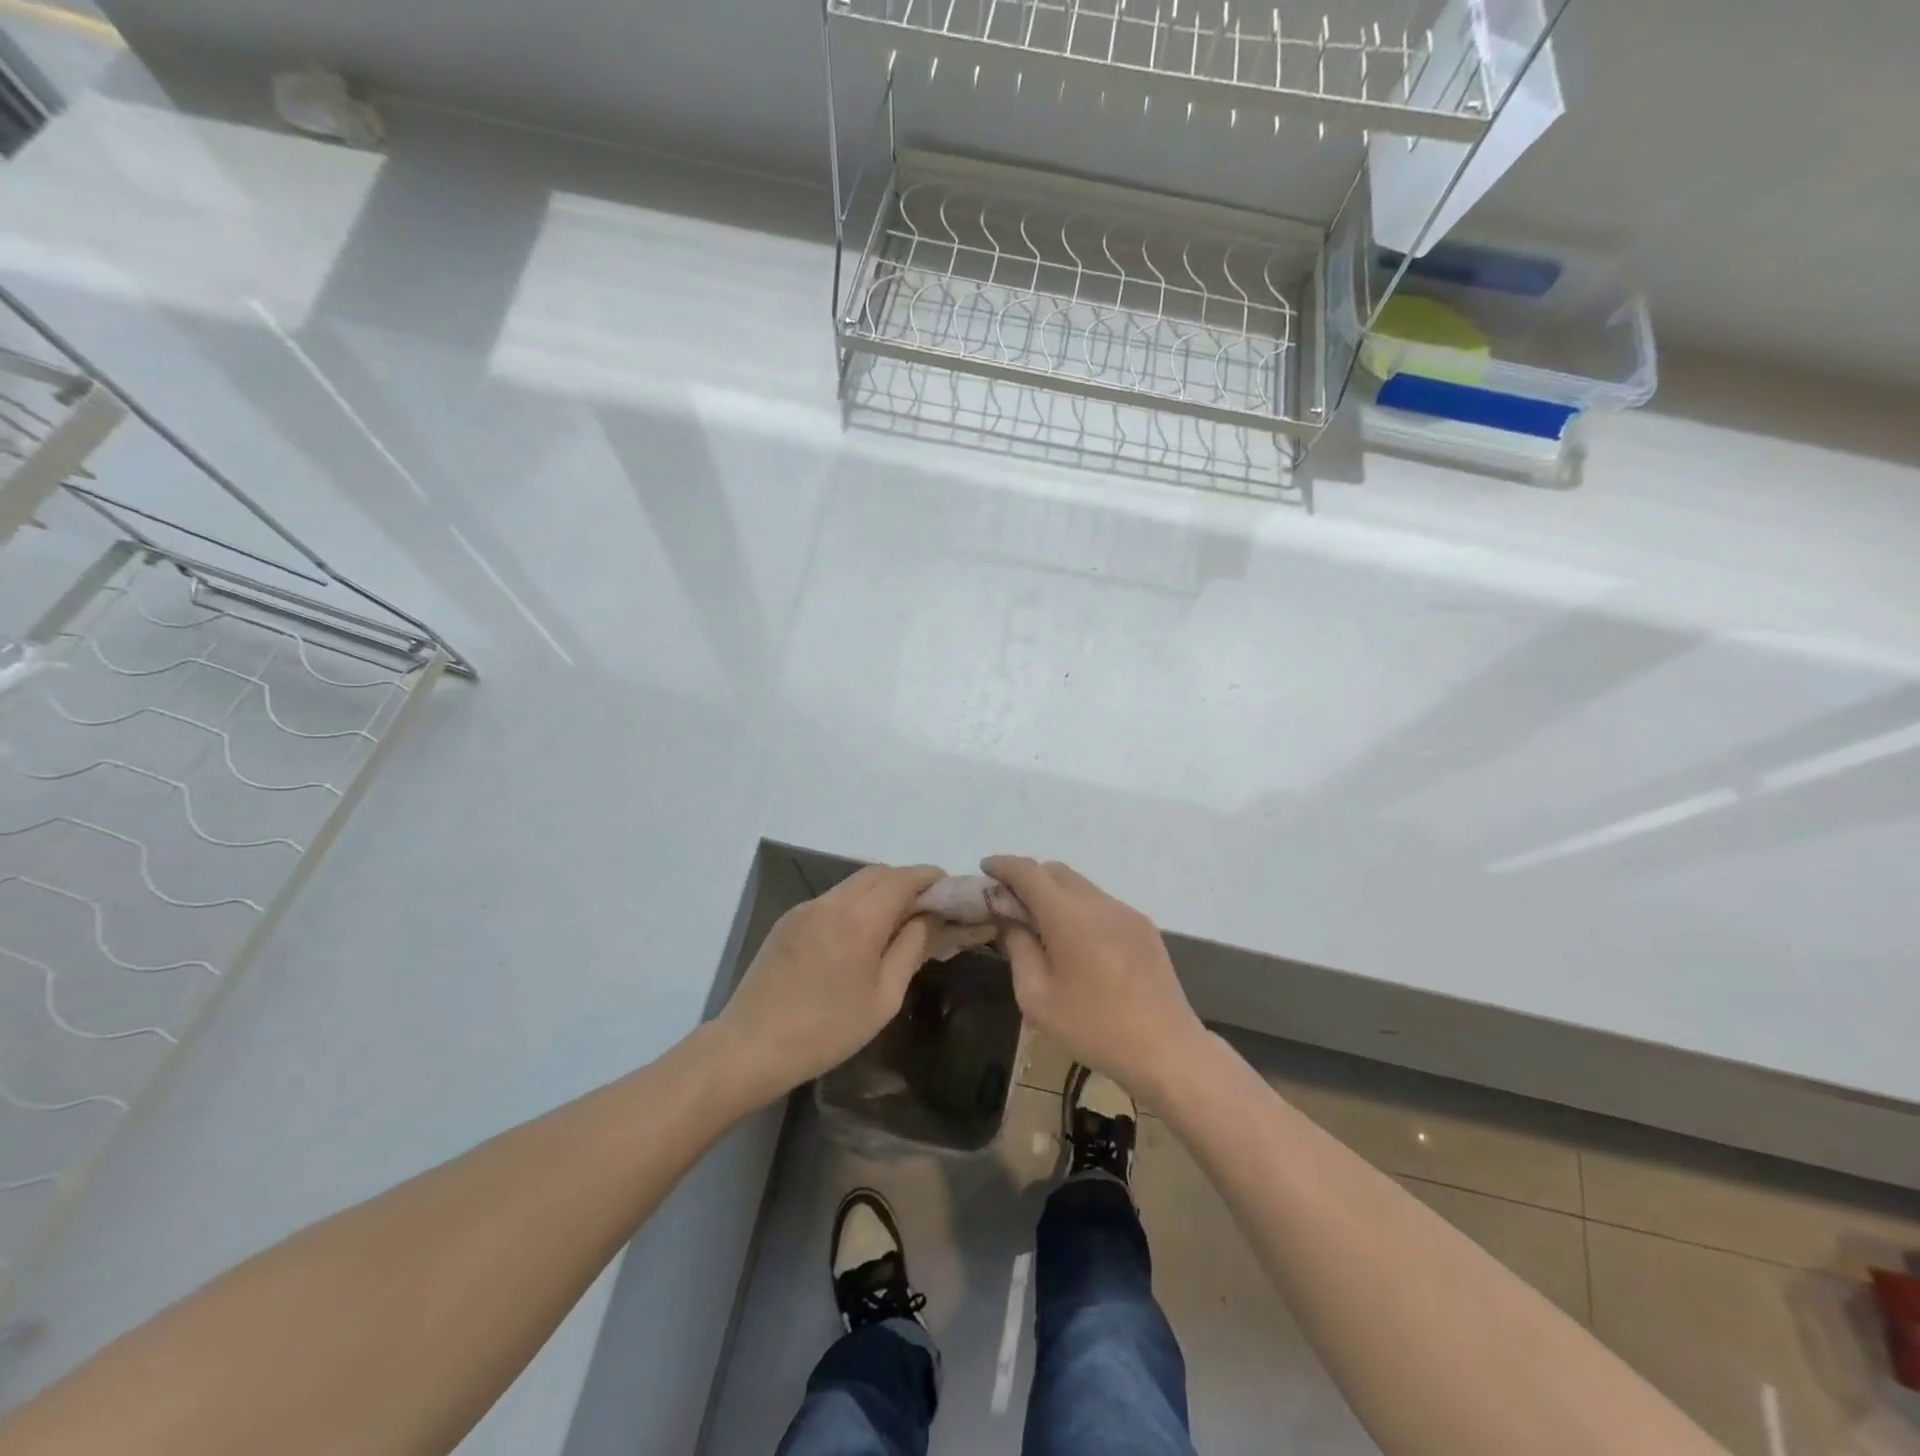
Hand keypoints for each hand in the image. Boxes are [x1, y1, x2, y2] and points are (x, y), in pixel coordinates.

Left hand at [715, 863, 957, 1104]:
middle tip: (928, 907)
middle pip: (878, 873)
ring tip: (897, 921)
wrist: (750, 1046)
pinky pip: (832, 899)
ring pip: (853, 883)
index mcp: (860, 918)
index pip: (904, 878)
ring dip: (880, 891)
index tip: (950, 890)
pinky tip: (859, 935)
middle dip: (907, 881)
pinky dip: (855, 903)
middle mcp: (832, 901)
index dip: (930, 877)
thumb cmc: (827, 1030)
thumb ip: (911, 948)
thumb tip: (930, 918)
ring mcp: (806, 908)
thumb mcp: (884, 997)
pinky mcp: (788, 920)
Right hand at [984, 856, 1207, 1103]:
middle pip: (1056, 872)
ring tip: (1041, 925)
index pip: (1029, 873)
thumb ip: (1019, 950)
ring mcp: (1126, 913)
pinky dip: (1079, 908)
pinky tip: (1075, 942)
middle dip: (1028, 878)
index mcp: (1069, 917)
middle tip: (1009, 903)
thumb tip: (1010, 921)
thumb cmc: (1095, 1029)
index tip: (985, 868)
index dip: (1004, 865)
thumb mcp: (1038, 998)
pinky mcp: (1143, 927)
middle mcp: (1099, 904)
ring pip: (1081, 886)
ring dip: (1055, 894)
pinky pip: (1101, 904)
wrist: (1167, 1050)